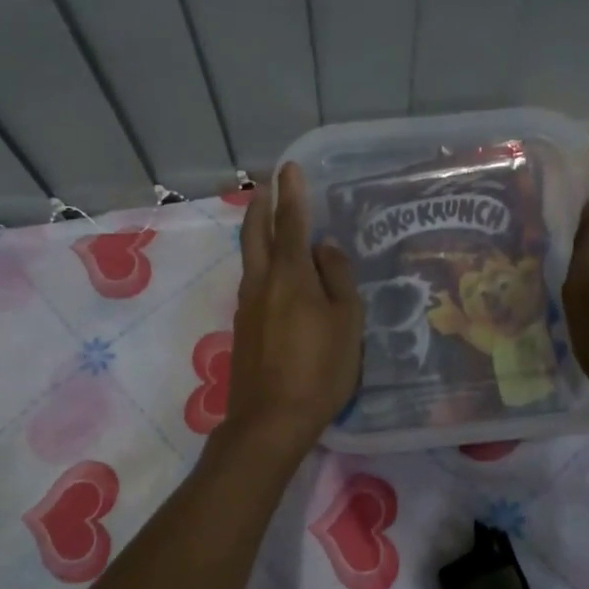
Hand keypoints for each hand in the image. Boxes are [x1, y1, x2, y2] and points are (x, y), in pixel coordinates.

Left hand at [226, 163, 363, 453]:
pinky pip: (253, 282)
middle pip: (255, 234)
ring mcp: (246, 306)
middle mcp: (261, 283)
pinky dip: (261, 263)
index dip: (291, 193)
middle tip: (267, 185)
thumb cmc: (319, 370)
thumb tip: (325, 247)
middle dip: (261, 205)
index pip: (290, 223)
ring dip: (258, 233)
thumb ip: (337, 279)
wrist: (270, 420)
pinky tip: (276, 275)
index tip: (289, 168)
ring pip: (250, 258)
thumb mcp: (345, 323)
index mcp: (289, 276)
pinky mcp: (242, 328)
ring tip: (271, 222)